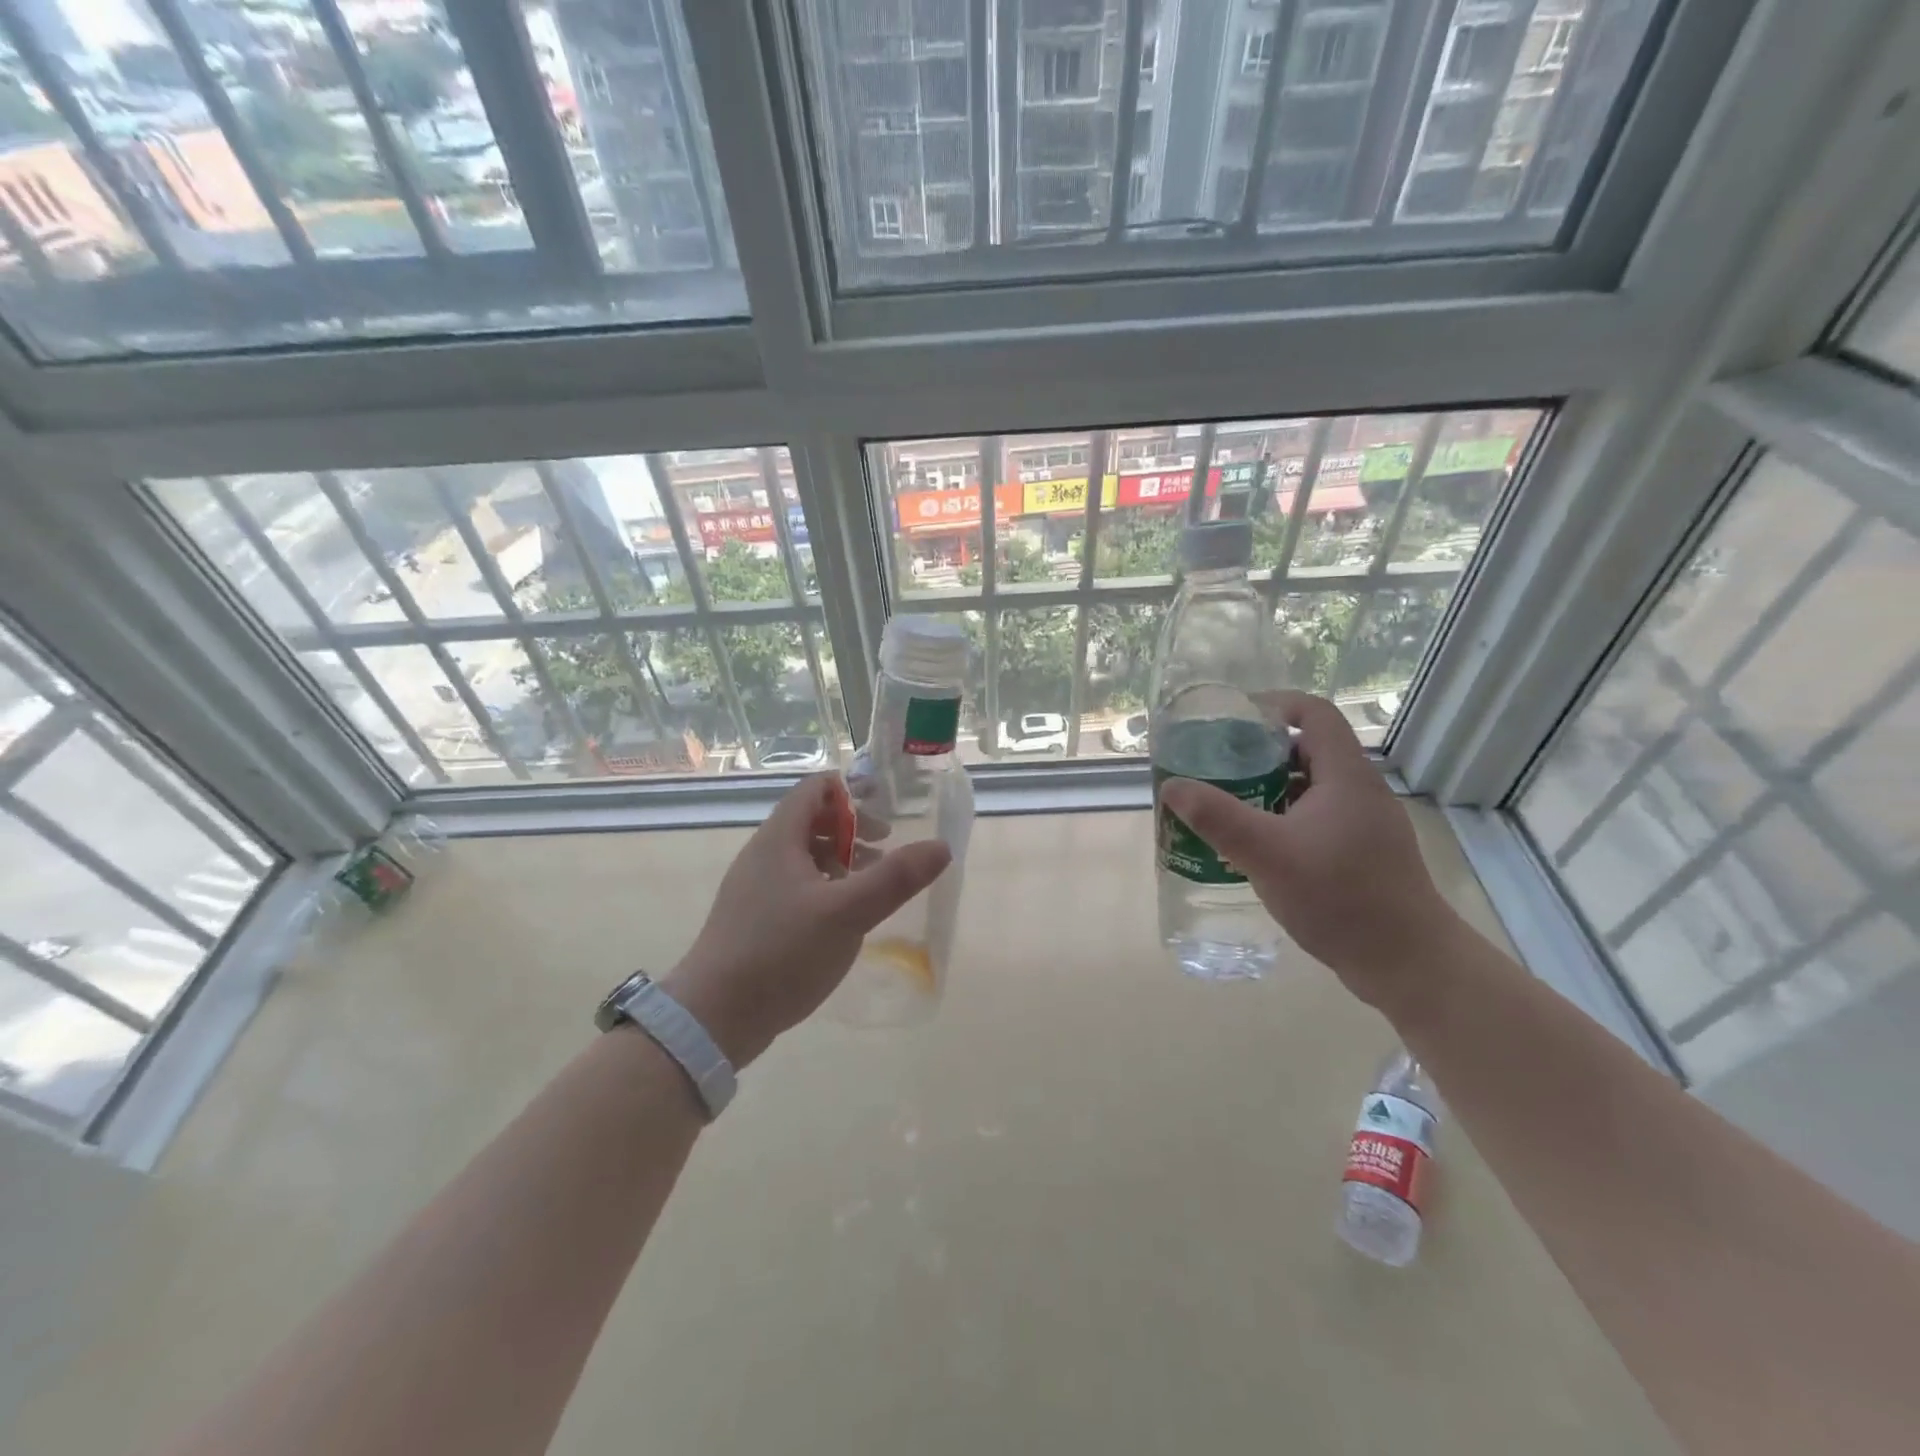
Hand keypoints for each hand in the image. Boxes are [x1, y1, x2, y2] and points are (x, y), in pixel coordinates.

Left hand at [662, 775, 951, 1066]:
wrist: (714, 1017)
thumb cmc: (781, 953)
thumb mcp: (847, 913)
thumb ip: (896, 879)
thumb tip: (941, 846)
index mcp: (779, 839)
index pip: (815, 789)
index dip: (851, 791)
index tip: (886, 810)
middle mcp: (763, 854)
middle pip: (811, 820)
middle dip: (852, 829)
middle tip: (885, 849)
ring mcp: (754, 888)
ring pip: (804, 856)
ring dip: (840, 860)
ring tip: (871, 884)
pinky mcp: (753, 918)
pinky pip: (794, 885)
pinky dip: (824, 886)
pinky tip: (842, 918)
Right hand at [1158, 691, 1461, 1012]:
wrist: (1408, 964)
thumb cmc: (1340, 897)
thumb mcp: (1267, 854)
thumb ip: (1217, 817)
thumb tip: (1172, 787)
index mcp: (1346, 776)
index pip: (1314, 713)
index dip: (1273, 705)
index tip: (1231, 720)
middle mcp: (1360, 791)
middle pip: (1308, 749)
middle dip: (1259, 752)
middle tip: (1216, 766)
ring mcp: (1364, 825)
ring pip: (1311, 787)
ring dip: (1269, 788)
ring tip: (1227, 805)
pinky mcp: (1363, 854)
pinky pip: (1317, 819)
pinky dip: (1283, 819)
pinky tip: (1257, 847)